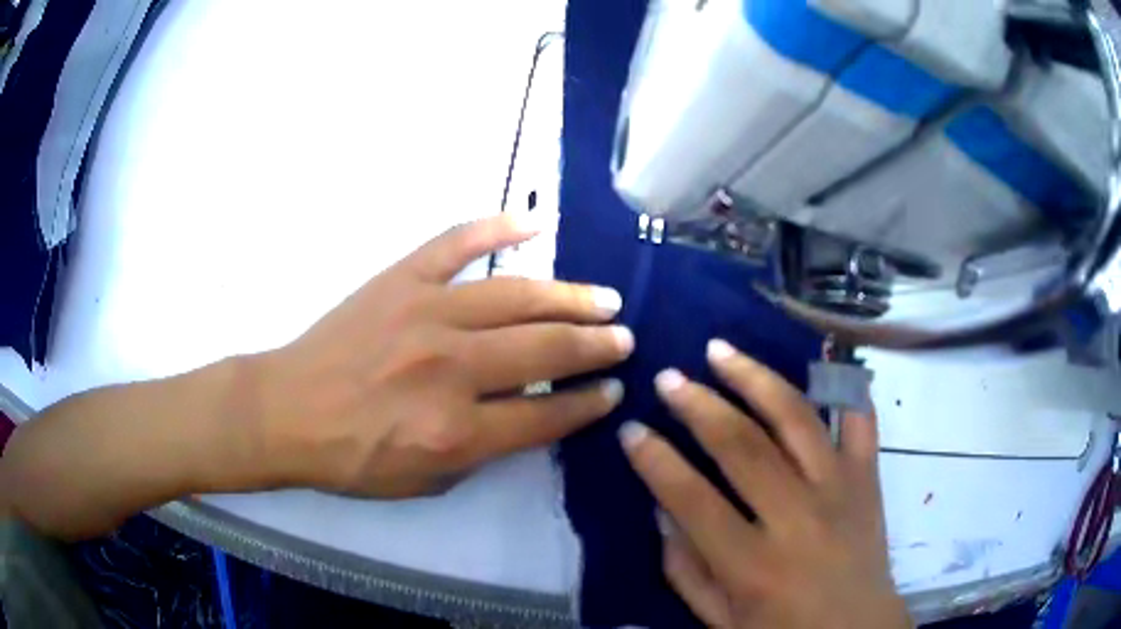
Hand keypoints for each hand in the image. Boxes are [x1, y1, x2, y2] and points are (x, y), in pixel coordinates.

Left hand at [253, 215, 632, 497]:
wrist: (288, 411)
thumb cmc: (353, 458)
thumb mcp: (426, 482)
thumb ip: (484, 451)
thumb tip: (528, 411)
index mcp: (457, 431)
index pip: (546, 415)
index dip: (587, 403)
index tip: (611, 389)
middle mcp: (451, 368)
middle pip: (545, 350)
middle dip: (595, 346)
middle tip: (623, 338)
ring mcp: (426, 313)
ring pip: (517, 296)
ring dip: (569, 297)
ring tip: (604, 299)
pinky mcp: (401, 279)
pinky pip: (456, 243)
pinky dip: (497, 228)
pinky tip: (535, 224)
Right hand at [620, 340, 910, 628]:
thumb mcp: (719, 620)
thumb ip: (686, 570)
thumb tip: (663, 511)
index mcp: (752, 564)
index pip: (692, 499)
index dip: (655, 460)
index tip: (631, 430)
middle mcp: (797, 517)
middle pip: (742, 445)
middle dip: (697, 405)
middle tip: (667, 378)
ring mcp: (839, 489)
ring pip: (795, 417)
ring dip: (754, 378)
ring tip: (721, 351)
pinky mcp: (868, 478)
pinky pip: (860, 420)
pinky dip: (844, 386)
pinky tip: (820, 362)